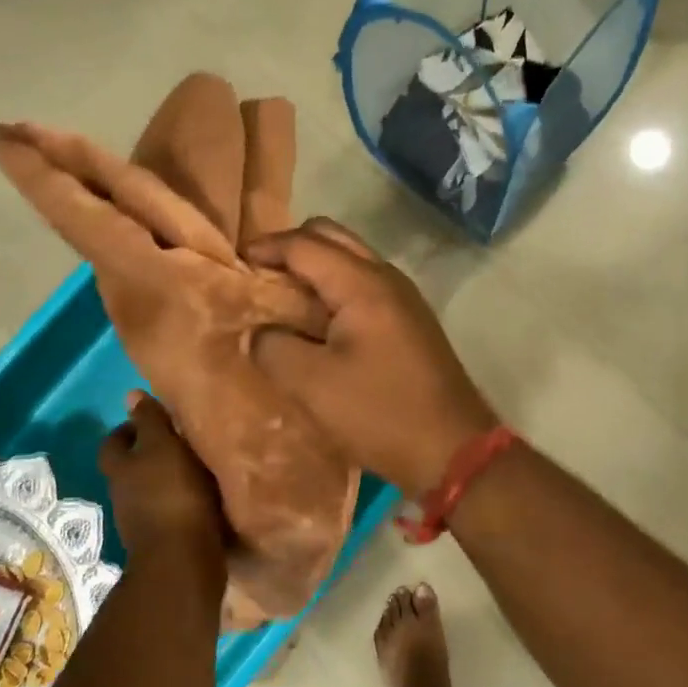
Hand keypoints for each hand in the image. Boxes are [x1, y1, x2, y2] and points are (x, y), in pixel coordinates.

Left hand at [98, 393, 227, 590]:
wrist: (183, 561)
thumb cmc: (172, 494)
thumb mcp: (162, 446)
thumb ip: (149, 421)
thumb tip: (130, 395)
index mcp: (120, 468)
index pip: (114, 442)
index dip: (129, 429)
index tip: (154, 419)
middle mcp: (124, 494)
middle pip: (130, 468)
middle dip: (150, 454)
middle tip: (181, 440)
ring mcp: (141, 521)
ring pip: (151, 490)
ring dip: (168, 479)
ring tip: (198, 466)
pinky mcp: (164, 540)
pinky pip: (170, 511)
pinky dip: (182, 501)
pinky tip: (205, 496)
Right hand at [247, 219, 498, 496]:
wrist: (453, 449)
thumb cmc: (381, 413)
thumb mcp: (313, 385)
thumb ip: (274, 348)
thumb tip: (257, 333)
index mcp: (363, 284)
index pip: (305, 245)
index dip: (266, 248)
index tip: (234, 263)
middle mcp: (386, 278)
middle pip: (332, 237)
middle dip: (291, 247)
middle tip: (259, 274)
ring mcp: (403, 298)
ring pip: (351, 259)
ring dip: (315, 267)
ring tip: (281, 296)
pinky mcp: (410, 320)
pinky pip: (364, 284)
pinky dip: (334, 287)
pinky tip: (316, 321)